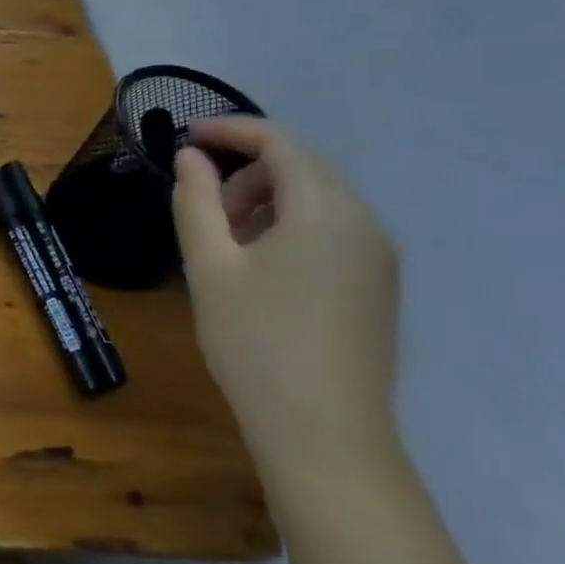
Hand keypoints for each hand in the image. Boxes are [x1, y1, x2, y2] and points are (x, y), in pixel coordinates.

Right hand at [172, 118, 400, 484]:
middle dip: (246, 169)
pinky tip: (259, 262)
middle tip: (200, 201)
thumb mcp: (209, 265)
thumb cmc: (255, 341)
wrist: (324, 432)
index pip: (280, 143)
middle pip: (303, 167)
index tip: (185, 136)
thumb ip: (195, 201)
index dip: (230, 131)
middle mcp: (364, 222)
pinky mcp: (378, 285)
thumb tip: (190, 157)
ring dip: (266, 198)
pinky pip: (333, 229)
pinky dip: (290, 224)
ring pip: (319, 198)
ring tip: (224, 237)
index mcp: (325, 210)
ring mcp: (378, 256)